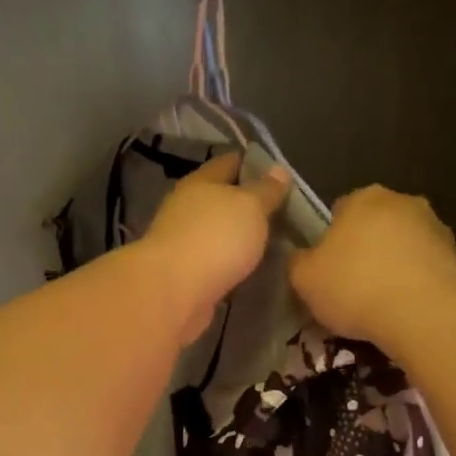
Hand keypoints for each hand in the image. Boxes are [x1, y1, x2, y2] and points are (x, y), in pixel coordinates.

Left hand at [140, 152, 290, 344]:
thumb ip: (266, 190)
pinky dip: (230, 262)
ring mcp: (183, 242)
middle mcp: (187, 208)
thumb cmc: (214, 238)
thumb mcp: (250, 206)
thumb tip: (279, 170)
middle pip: (221, 198)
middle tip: (283, 211)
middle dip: (248, 203)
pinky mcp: (185, 274)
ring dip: (239, 236)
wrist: (172, 292)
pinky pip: (215, 261)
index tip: (279, 172)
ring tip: (272, 241)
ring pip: (218, 232)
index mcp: (200, 182)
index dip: (253, 164)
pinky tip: (250, 268)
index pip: (228, 163)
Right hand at [289, 186, 455, 347]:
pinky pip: (426, 267)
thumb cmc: (355, 288)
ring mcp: (436, 227)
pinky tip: (406, 308)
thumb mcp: (304, 279)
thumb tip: (302, 257)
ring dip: (393, 263)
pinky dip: (416, 281)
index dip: (330, 241)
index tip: (327, 269)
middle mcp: (403, 201)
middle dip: (365, 248)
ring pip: (403, 244)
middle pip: (374, 224)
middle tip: (352, 285)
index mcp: (364, 197)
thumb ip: (298, 261)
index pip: (339, 211)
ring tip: (381, 301)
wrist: (422, 317)